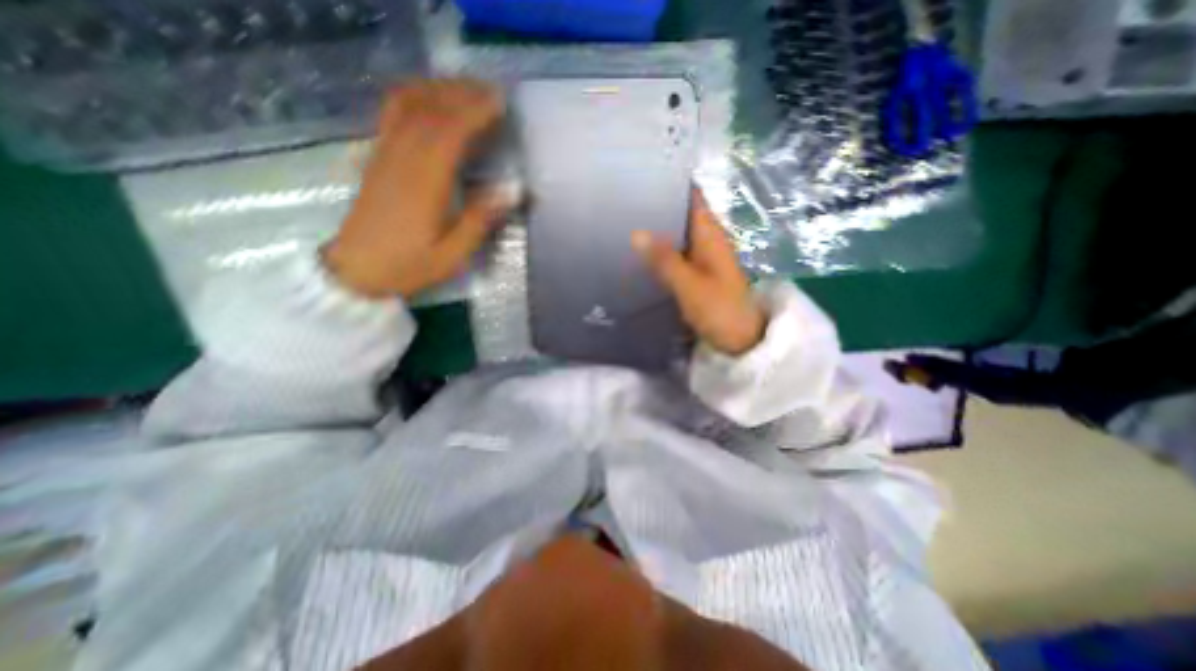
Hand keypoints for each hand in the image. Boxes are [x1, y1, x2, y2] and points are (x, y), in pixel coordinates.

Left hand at [324, 80, 517, 297]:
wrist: (357, 270)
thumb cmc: (409, 266)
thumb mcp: (453, 255)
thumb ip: (480, 220)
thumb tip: (512, 190)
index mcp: (424, 183)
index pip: (450, 132)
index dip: (476, 112)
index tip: (500, 103)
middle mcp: (401, 159)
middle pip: (429, 109)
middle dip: (462, 93)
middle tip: (492, 92)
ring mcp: (384, 154)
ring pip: (407, 104)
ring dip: (438, 89)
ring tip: (466, 90)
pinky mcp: (376, 157)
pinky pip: (392, 113)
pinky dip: (415, 97)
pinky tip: (432, 101)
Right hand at [630, 191, 759, 357]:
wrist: (740, 341)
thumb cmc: (719, 309)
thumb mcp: (689, 285)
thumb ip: (664, 259)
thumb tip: (636, 232)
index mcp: (711, 234)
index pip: (692, 197)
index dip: (672, 184)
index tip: (643, 176)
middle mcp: (708, 240)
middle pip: (682, 214)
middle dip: (658, 207)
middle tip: (623, 202)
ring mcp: (703, 258)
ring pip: (678, 235)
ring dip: (658, 229)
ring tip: (625, 222)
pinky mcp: (698, 274)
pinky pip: (677, 254)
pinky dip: (662, 250)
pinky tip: (641, 253)